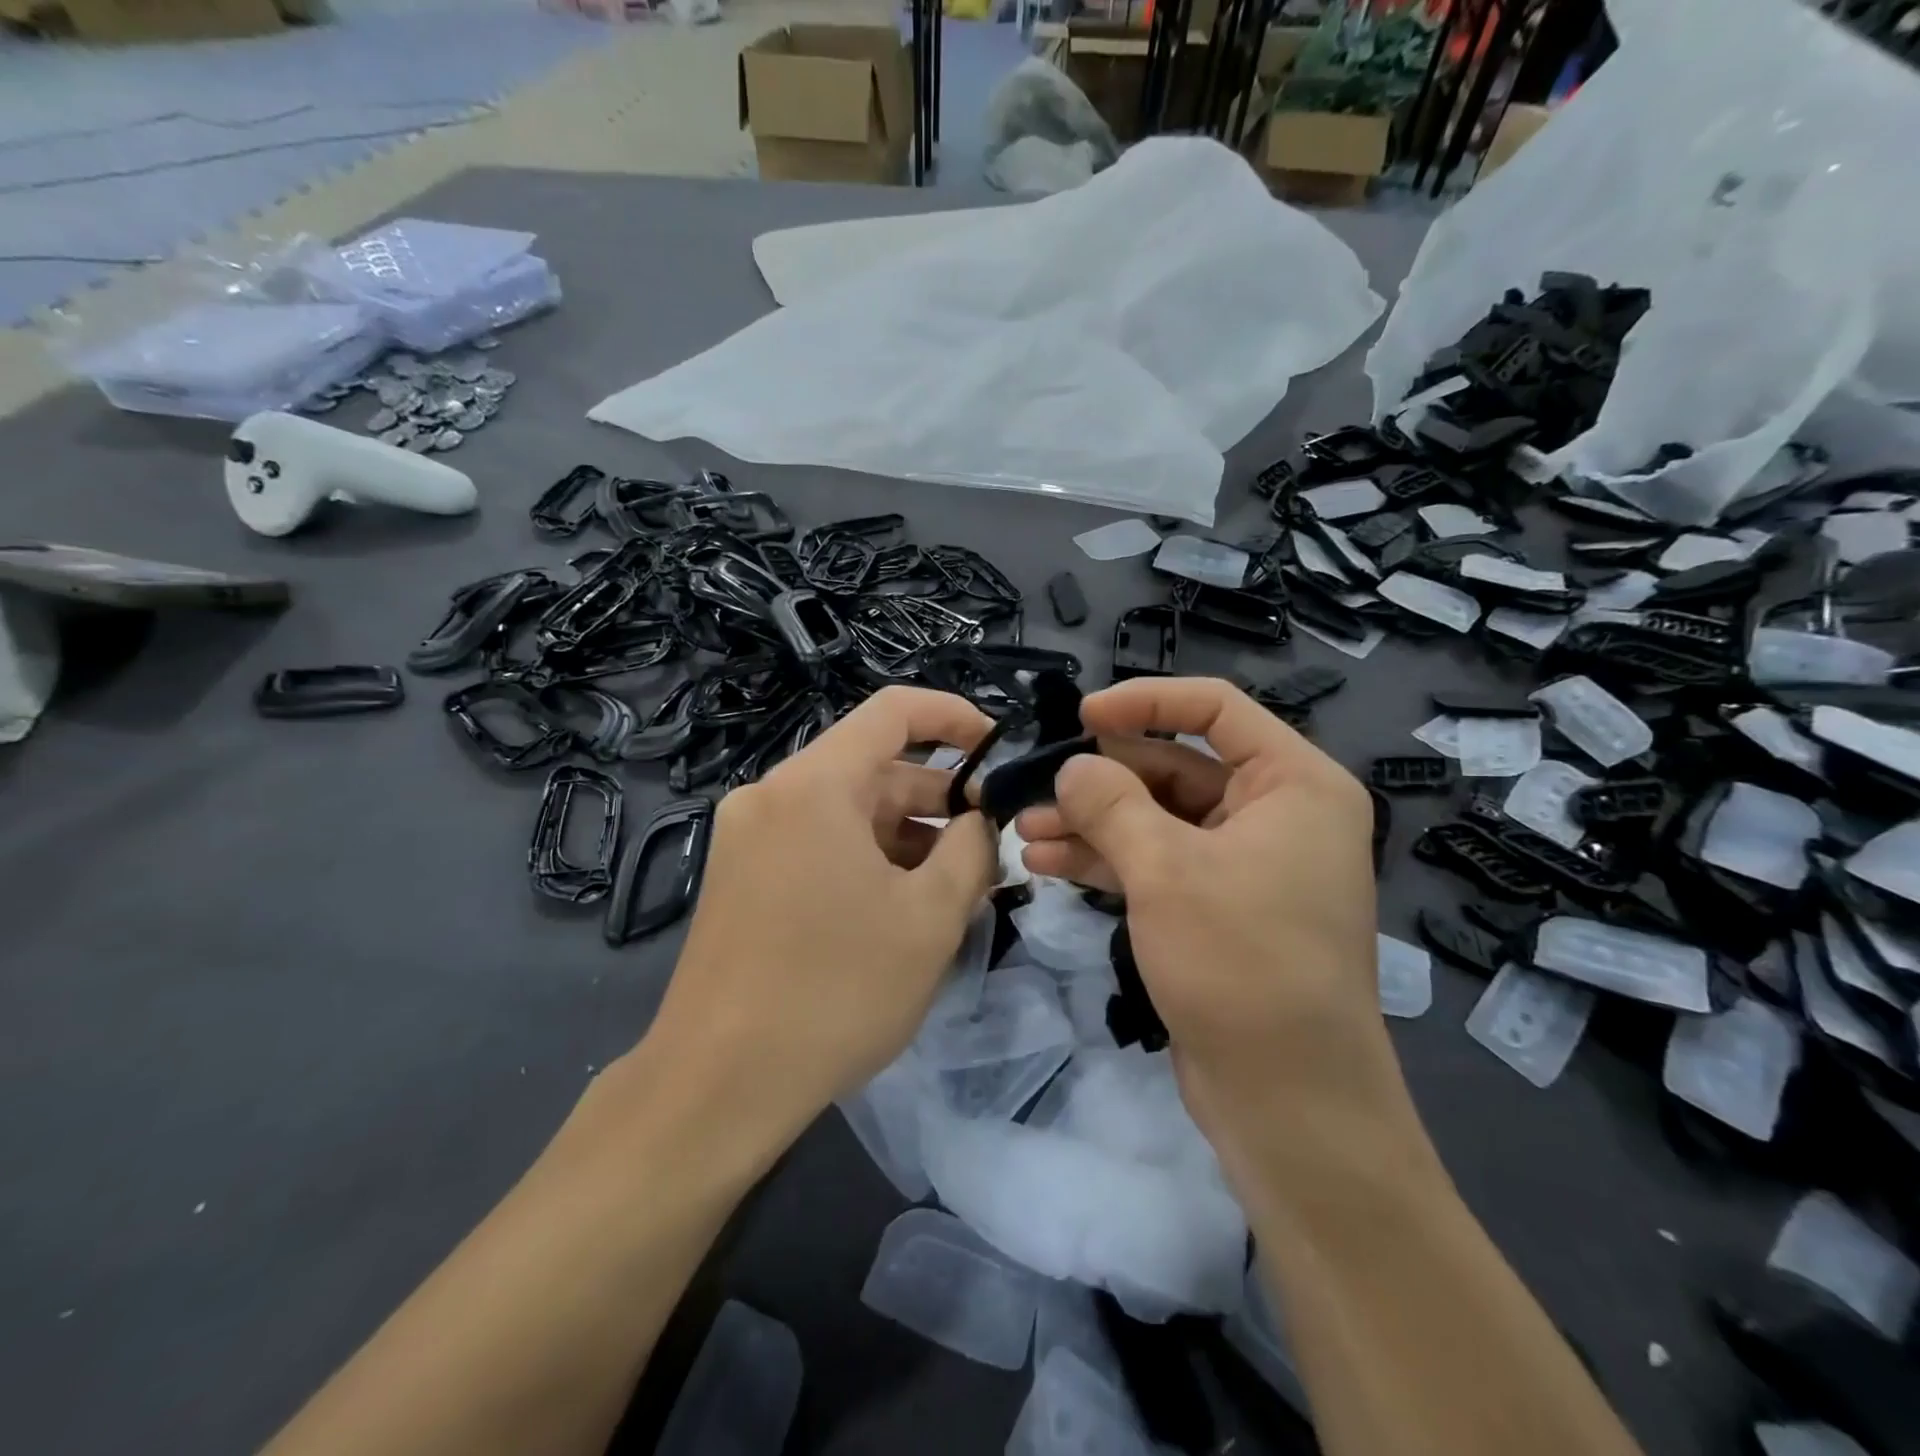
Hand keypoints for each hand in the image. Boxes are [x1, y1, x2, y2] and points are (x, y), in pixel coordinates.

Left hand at [643, 687, 999, 1143]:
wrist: (718, 1085)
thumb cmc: (836, 991)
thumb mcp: (930, 919)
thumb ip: (972, 850)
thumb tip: (978, 821)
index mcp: (815, 785)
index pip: (895, 712)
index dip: (956, 718)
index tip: (999, 750)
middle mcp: (773, 794)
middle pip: (873, 770)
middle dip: (938, 803)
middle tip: (988, 850)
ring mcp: (749, 836)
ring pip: (848, 812)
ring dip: (905, 838)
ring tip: (953, 891)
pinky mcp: (740, 875)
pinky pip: (818, 843)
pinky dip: (866, 860)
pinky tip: (900, 909)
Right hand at [1015, 677, 1413, 1186]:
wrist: (1289, 1101)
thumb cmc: (1241, 964)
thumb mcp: (1166, 870)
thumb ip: (1111, 804)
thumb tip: (1072, 767)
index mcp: (1294, 784)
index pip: (1216, 708)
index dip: (1145, 702)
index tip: (1081, 716)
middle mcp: (1277, 814)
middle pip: (1177, 767)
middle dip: (1103, 779)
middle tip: (1038, 786)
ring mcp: (1247, 864)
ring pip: (1159, 819)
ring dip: (1093, 822)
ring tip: (1026, 829)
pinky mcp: (1219, 908)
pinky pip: (1159, 863)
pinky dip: (1108, 860)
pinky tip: (1048, 863)